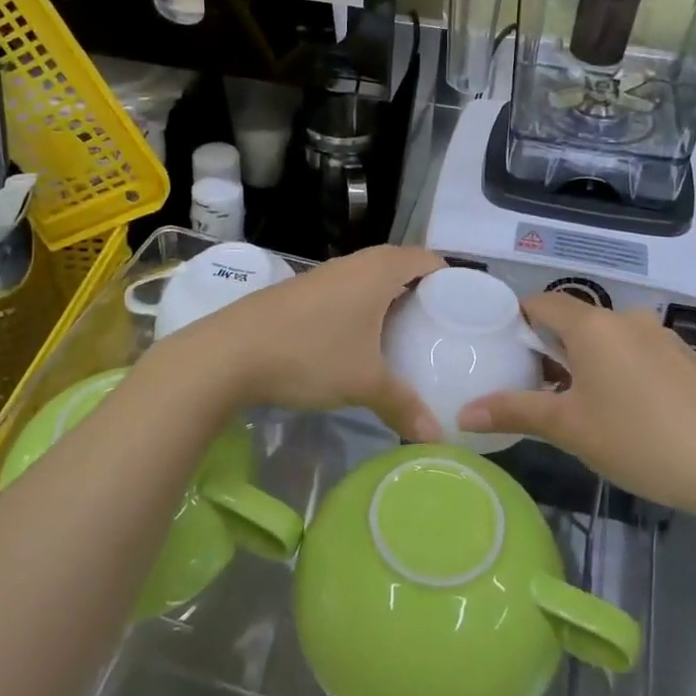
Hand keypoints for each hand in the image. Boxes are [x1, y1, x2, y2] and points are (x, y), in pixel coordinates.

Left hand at [160, 244, 445, 441]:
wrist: (230, 352)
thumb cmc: (310, 354)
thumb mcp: (364, 383)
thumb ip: (404, 405)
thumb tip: (437, 436)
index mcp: (378, 271)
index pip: (427, 258)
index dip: (449, 277)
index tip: (465, 307)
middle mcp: (354, 263)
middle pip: (400, 265)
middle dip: (422, 292)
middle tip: (440, 327)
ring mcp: (324, 275)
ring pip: (370, 279)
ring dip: (389, 300)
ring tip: (406, 336)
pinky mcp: (302, 291)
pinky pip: (347, 291)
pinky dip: (363, 308)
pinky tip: (360, 342)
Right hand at [457, 293, 695, 513]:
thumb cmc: (637, 440)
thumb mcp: (569, 428)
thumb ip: (514, 411)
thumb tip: (463, 414)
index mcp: (592, 324)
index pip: (541, 302)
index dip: (517, 320)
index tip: (503, 348)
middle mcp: (625, 317)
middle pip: (574, 319)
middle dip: (551, 346)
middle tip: (536, 385)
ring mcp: (660, 335)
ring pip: (608, 336)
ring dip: (587, 358)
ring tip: (579, 401)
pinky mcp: (685, 357)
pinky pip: (637, 350)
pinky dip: (620, 366)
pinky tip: (627, 408)